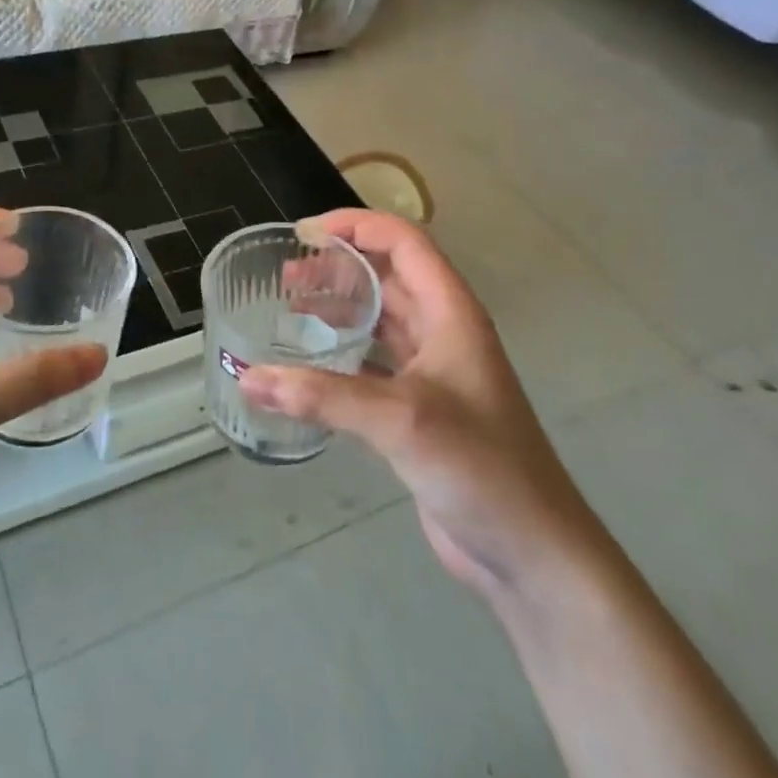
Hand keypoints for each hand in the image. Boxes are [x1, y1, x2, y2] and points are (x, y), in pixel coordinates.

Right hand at [239, 210, 582, 600]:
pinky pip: (373, 364)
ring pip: (380, 320)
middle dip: (338, 268)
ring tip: (289, 311)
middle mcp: (443, 332)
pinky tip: (308, 367)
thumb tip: (248, 378)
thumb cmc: (479, 467)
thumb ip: (321, 397)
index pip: (403, 242)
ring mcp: (433, 373)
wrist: (529, 551)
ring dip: (339, 309)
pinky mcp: (419, 410)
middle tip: (284, 278)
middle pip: (387, 277)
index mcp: (451, 313)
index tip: (304, 233)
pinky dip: (341, 356)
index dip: (356, 226)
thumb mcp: (400, 419)